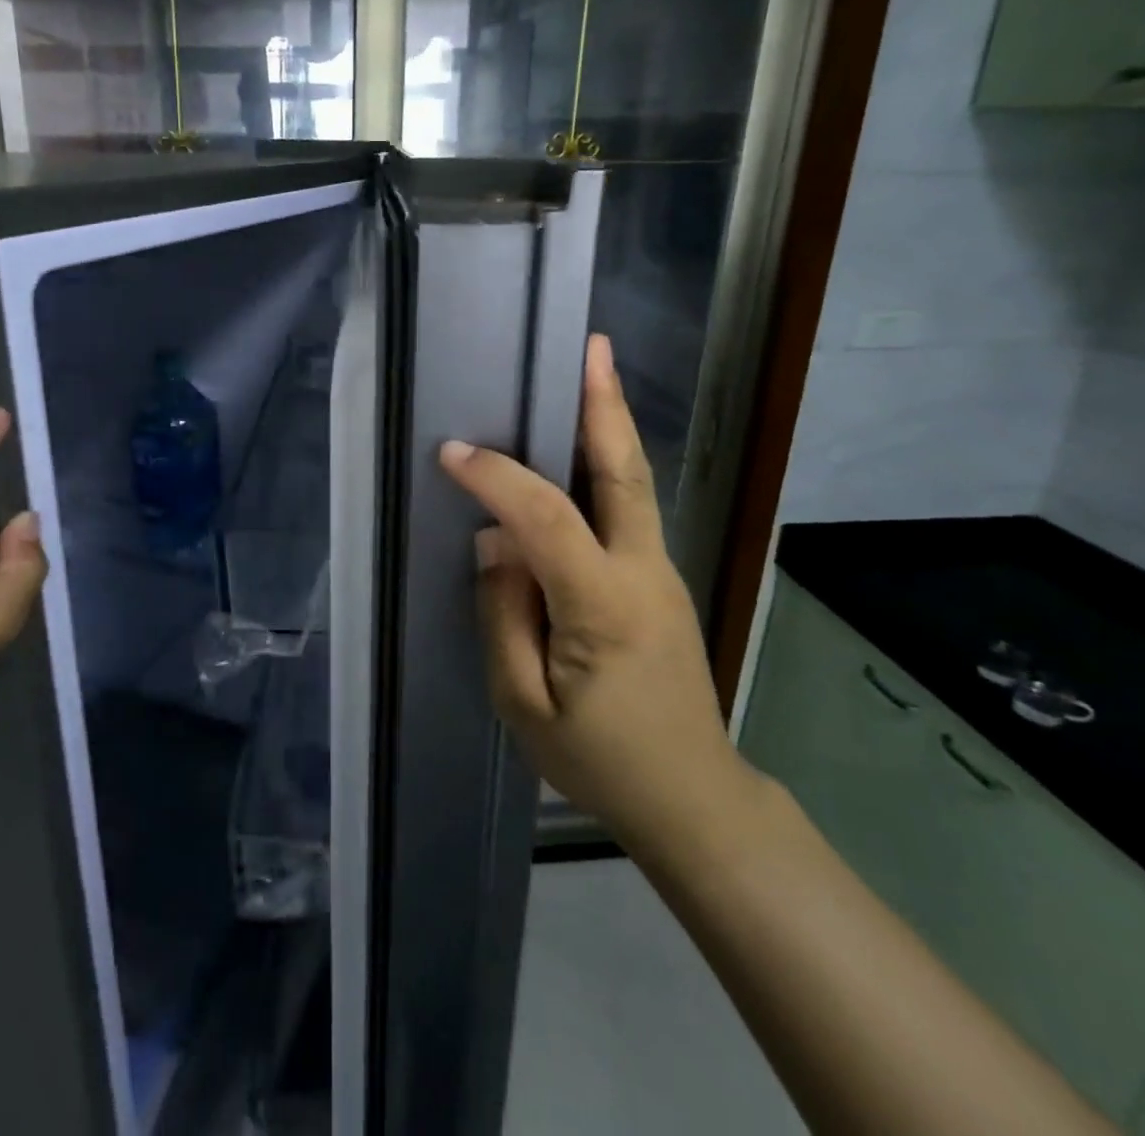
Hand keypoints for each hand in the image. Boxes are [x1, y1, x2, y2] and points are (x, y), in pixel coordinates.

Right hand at [438, 333, 755, 856]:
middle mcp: (643, 572)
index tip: (453, 453)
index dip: (496, 478)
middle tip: (592, 348)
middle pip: (625, 473)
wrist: (691, 797)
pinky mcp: (660, 581)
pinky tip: (581, 451)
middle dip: (605, 406)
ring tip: (591, 372)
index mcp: (603, 605)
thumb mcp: (525, 703)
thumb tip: (496, 545)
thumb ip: (503, 616)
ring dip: (610, 424)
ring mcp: (661, 572)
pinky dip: (606, 466)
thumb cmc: (600, 760)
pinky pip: (628, 510)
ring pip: (633, 483)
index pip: (544, 519)